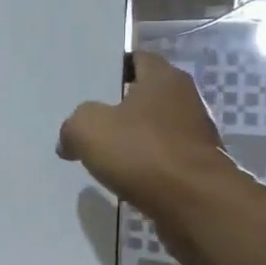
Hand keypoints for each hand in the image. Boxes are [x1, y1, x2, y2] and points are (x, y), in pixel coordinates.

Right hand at [56, 52, 235, 264]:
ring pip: (152, 130)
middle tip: (86, 118)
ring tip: (98, 152)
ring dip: (130, 140)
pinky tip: (121, 178)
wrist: (196, 205)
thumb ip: (73, 124)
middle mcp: (185, 101)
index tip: (89, 83)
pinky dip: (143, 166)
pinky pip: (160, 160)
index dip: (112, 68)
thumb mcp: (87, 128)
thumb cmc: (143, 152)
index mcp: (164, 79)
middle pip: (145, 96)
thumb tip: (69, 141)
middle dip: (118, 106)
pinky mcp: (196, 169)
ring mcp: (195, 136)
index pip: (137, 60)